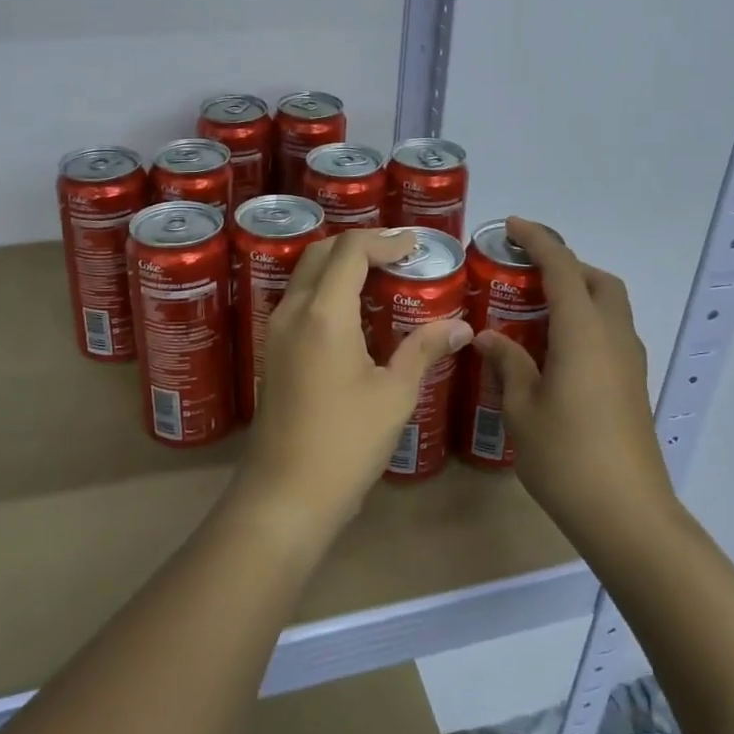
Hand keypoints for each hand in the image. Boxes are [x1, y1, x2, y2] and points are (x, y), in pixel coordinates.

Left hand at [240, 229, 473, 541]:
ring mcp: (276, 331)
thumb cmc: (345, 443)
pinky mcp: (273, 351)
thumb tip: (461, 327)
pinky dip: (327, 289)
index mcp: (324, 314)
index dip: (385, 240)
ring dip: (340, 265)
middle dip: (360, 245)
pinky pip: (299, 300)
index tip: (416, 245)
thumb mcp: (394, 395)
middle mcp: (293, 311)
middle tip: (399, 256)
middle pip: (321, 253)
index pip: (350, 250)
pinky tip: (355, 312)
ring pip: (306, 275)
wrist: (285, 494)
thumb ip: (424, 350)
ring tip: (381, 277)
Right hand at [470, 217, 674, 546]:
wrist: (627, 515)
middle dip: (566, 264)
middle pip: (598, 280)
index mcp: (583, 332)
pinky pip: (611, 333)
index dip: (538, 240)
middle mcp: (614, 337)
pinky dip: (586, 322)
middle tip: (525, 273)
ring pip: (610, 307)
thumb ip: (507, 363)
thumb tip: (488, 337)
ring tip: (534, 310)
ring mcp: (630, 362)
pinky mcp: (633, 386)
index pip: (562, 268)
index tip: (511, 225)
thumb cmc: (567, 457)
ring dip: (578, 293)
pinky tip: (555, 351)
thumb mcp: (522, 408)